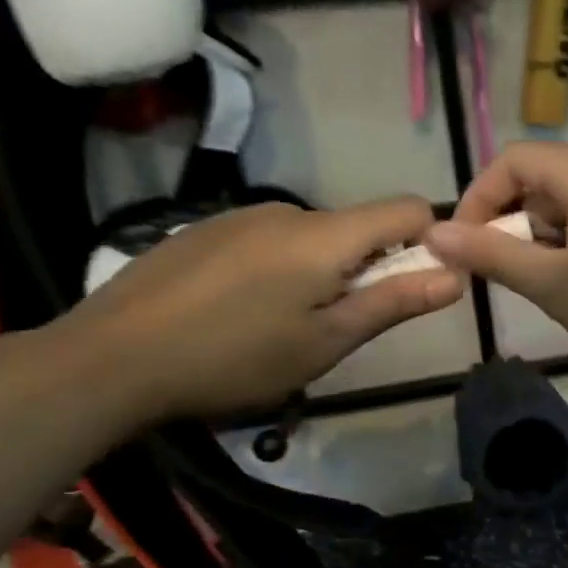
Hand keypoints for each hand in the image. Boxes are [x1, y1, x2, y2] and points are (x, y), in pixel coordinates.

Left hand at [65, 196, 462, 423]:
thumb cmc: (235, 357)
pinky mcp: (205, 230)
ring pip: (312, 238)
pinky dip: (278, 270)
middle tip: (333, 328)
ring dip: (320, 273)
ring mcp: (240, 216)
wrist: (110, 359)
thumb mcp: (326, 341)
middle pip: (358, 228)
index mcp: (325, 235)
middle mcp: (287, 210)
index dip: (427, 242)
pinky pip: (268, 241)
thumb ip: (394, 303)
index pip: (408, 208)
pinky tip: (239, 313)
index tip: (409, 289)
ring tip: (279, 328)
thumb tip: (457, 276)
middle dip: (367, 269)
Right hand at [423, 143, 567, 390]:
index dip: (479, 198)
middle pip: (545, 179)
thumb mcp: (552, 284)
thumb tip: (434, 233)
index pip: (514, 159)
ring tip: (546, 286)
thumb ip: (492, 254)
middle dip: (513, 222)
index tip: (466, 247)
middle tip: (507, 273)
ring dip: (546, 237)